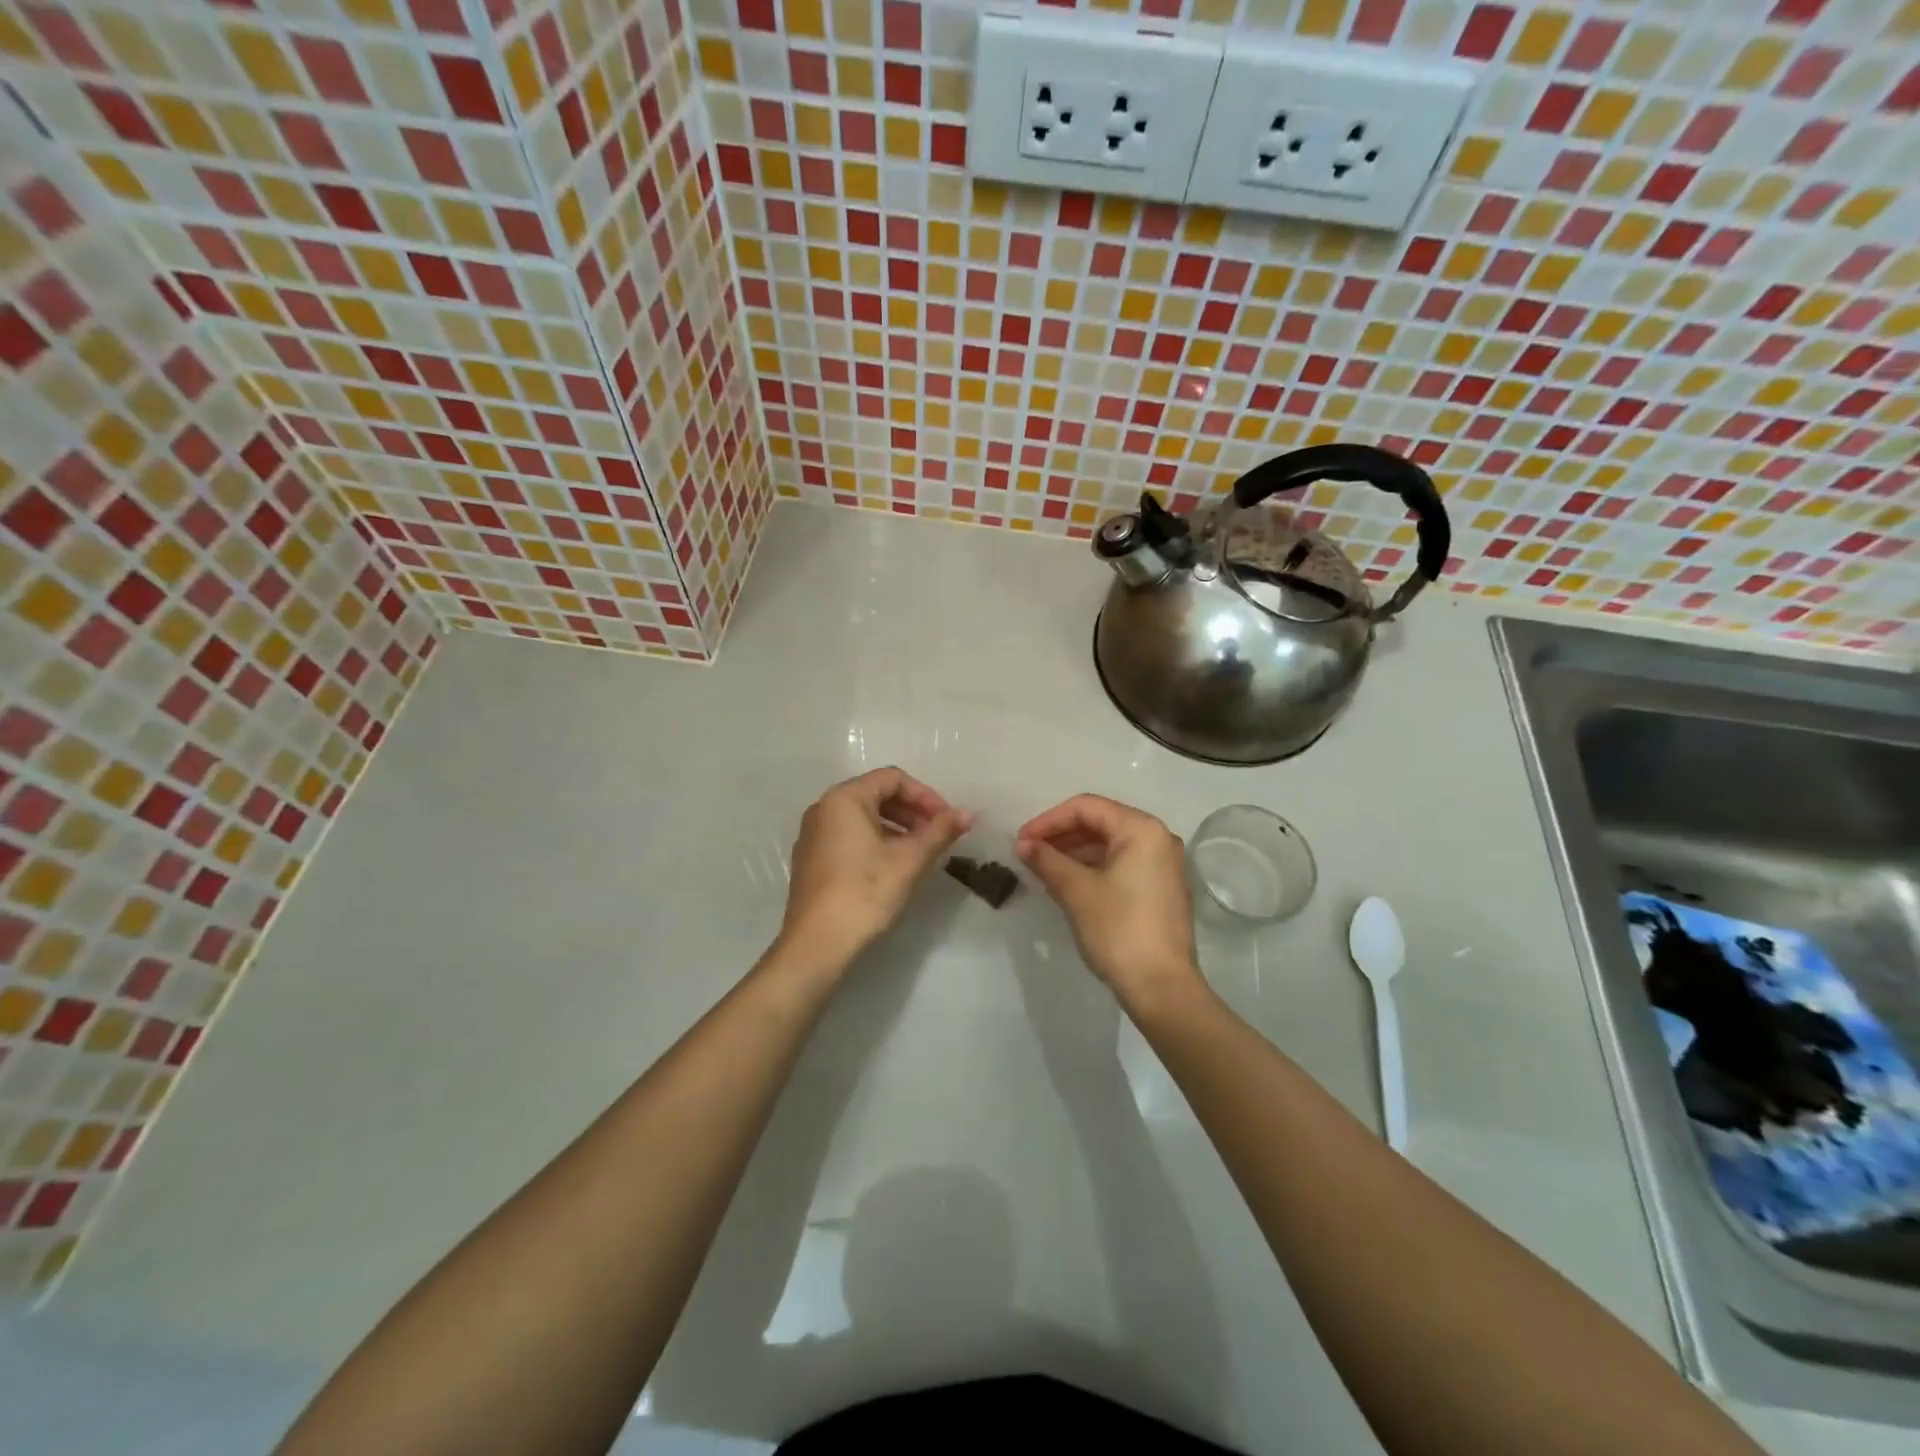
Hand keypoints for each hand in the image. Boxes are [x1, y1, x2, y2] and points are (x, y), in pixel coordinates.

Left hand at [776, 767, 972, 969]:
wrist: (817, 944)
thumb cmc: (865, 892)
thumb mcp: (910, 859)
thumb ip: (941, 831)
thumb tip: (970, 813)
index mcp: (844, 798)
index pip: (893, 779)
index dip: (926, 796)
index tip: (948, 821)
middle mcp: (823, 808)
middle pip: (877, 795)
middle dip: (912, 812)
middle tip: (938, 836)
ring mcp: (814, 835)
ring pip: (863, 818)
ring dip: (897, 828)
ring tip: (921, 853)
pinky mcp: (812, 860)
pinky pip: (849, 837)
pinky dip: (876, 842)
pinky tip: (894, 867)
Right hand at [1016, 795, 1203, 1010]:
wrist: (1162, 988)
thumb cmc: (1118, 930)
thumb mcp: (1076, 891)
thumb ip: (1047, 860)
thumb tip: (1023, 844)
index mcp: (1142, 829)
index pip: (1086, 807)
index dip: (1048, 820)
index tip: (1021, 841)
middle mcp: (1158, 838)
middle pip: (1100, 822)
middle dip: (1060, 835)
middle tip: (1028, 853)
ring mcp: (1163, 865)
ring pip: (1109, 844)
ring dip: (1074, 852)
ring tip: (1042, 868)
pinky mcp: (1160, 888)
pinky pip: (1121, 863)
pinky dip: (1092, 867)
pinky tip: (1067, 882)